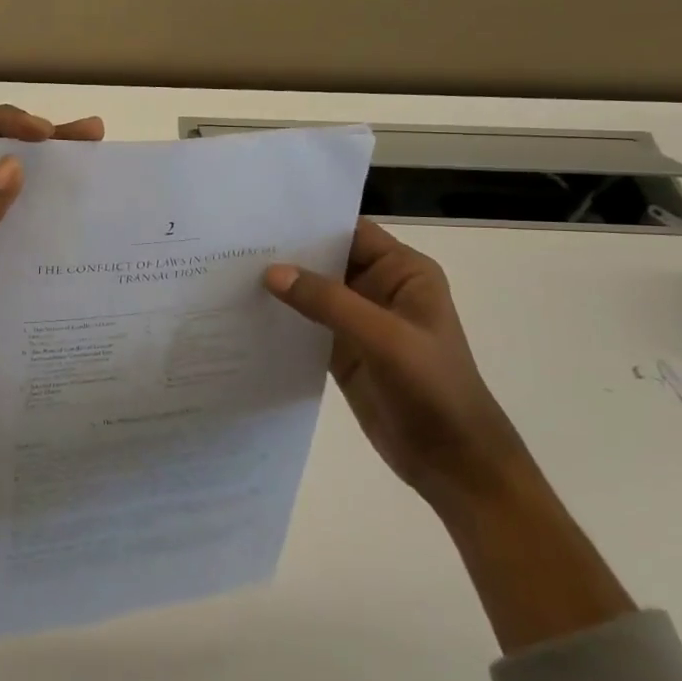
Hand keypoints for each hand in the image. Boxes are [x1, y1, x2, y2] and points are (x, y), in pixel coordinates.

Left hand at [0, 104, 104, 443]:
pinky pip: (6, 249)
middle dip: (35, 148)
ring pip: (1, 207)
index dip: (0, 126)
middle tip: (91, 138)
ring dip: (42, 191)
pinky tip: (73, 237)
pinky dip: (37, 235)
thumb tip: (12, 166)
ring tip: (94, 178)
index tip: (48, 134)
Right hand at [265, 220, 633, 651]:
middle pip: (326, 260)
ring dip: (280, 287)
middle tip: (232, 244)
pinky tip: (244, 313)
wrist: (453, 462)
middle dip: (286, 254)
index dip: (310, 223)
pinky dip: (281, 319)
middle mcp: (379, 288)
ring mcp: (359, 321)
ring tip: (227, 273)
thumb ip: (327, 302)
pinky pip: (306, 325)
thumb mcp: (383, 338)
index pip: (350, 232)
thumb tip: (271, 272)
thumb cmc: (432, 389)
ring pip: (312, 293)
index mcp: (402, 272)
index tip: (261, 218)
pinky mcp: (343, 351)